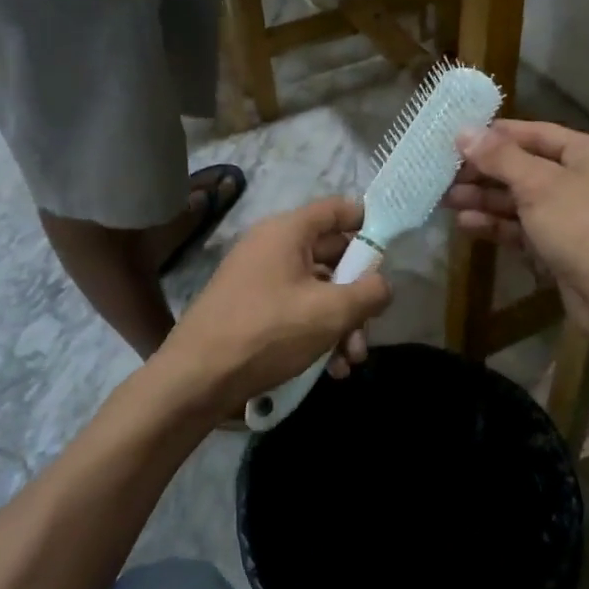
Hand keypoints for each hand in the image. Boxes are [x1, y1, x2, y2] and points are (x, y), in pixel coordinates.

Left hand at [158, 197, 391, 416]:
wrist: (196, 378)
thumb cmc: (267, 332)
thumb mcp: (330, 312)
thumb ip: (368, 292)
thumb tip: (383, 284)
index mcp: (287, 231)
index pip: (337, 209)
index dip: (368, 223)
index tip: (391, 250)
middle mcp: (272, 246)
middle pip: (331, 255)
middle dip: (357, 294)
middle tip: (371, 328)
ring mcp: (259, 278)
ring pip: (316, 289)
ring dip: (341, 322)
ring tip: (350, 361)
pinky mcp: (251, 308)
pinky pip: (295, 309)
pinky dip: (316, 332)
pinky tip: (329, 369)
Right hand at [444, 121, 588, 350]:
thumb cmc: (583, 225)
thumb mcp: (538, 184)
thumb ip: (500, 157)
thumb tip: (463, 131)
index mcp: (588, 153)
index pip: (534, 133)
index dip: (495, 135)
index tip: (455, 139)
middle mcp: (583, 179)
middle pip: (524, 168)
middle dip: (484, 172)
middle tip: (443, 174)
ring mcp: (573, 217)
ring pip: (521, 201)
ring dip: (485, 200)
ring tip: (446, 200)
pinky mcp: (562, 249)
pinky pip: (524, 229)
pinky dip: (498, 226)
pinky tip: (467, 225)